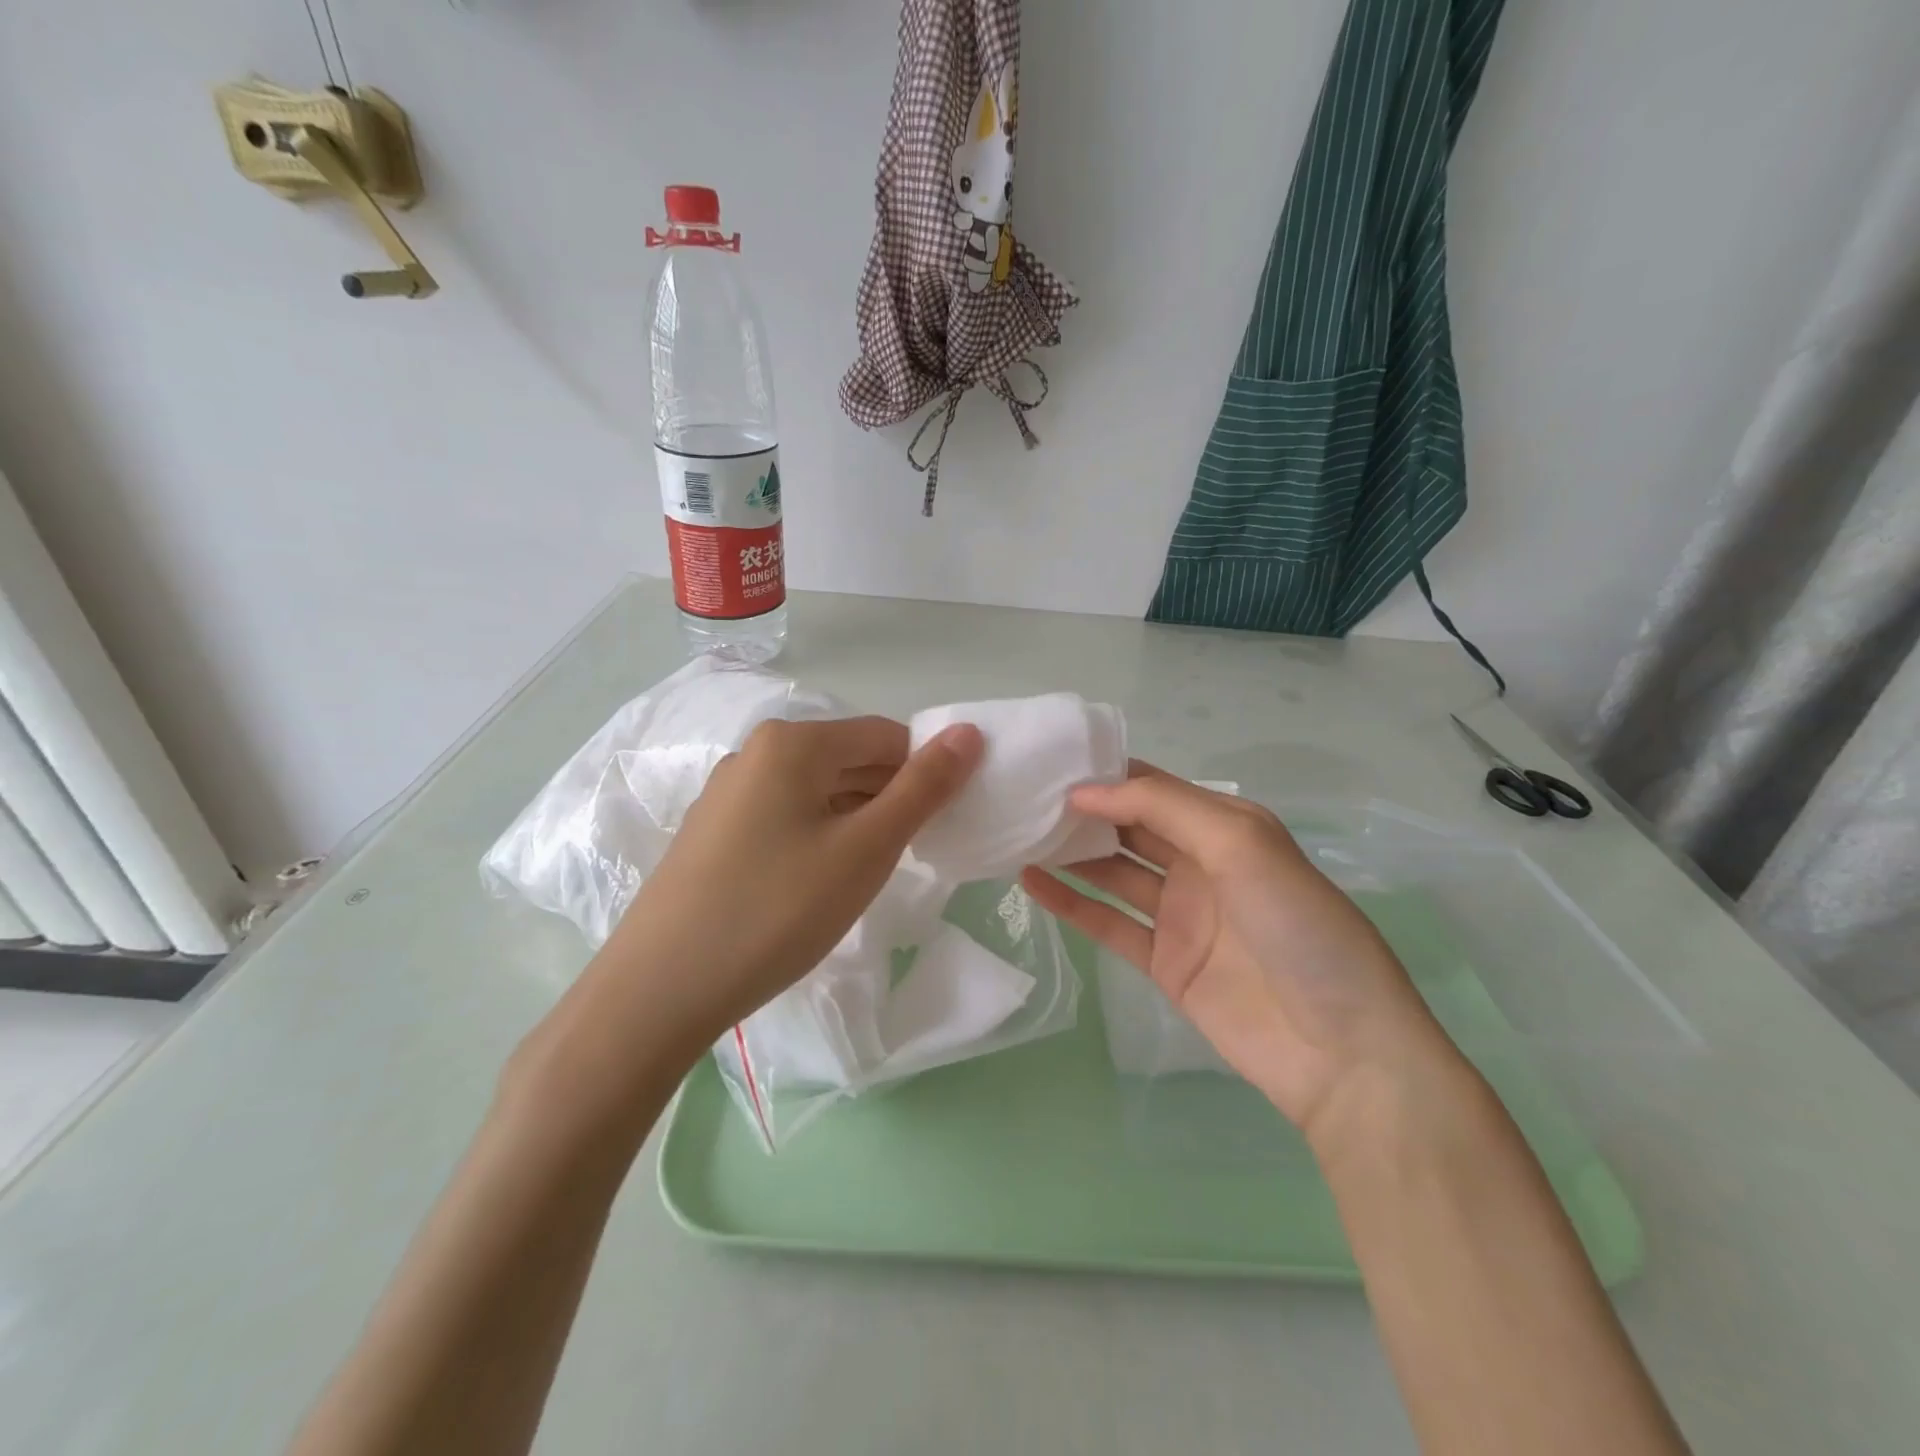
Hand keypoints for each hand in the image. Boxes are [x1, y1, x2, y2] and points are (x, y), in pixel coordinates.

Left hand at [601, 715, 983, 1043]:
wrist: (660, 989)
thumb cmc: (777, 910)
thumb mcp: (866, 849)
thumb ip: (923, 788)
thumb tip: (970, 732)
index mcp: (793, 742)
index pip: (886, 736)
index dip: (923, 774)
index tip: (938, 826)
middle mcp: (756, 752)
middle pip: (849, 759)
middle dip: (889, 798)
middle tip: (908, 856)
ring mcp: (728, 793)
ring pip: (817, 790)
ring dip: (855, 820)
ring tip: (865, 875)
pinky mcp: (713, 831)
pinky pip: (785, 816)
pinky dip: (817, 837)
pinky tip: (817, 884)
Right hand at [1022, 764, 1451, 1139]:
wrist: (1339, 1049)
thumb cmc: (1297, 927)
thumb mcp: (1240, 843)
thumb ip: (1163, 808)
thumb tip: (1085, 793)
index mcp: (1226, 827)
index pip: (1154, 787)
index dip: (1106, 776)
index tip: (1050, 766)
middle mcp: (1201, 863)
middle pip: (1129, 827)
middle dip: (1082, 812)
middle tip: (1022, 798)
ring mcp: (1181, 915)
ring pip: (1113, 871)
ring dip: (1070, 853)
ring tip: (1016, 833)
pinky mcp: (1164, 961)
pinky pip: (1108, 922)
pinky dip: (1070, 901)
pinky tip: (1030, 882)